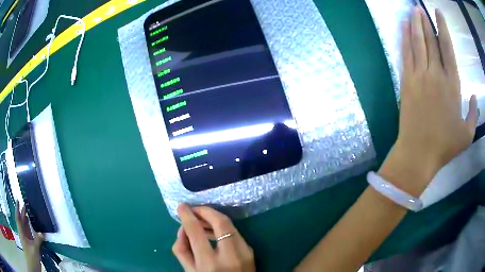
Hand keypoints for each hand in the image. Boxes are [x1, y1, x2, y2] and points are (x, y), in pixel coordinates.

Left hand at [15, 201, 43, 271]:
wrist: (33, 264)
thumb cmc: (31, 256)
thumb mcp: (35, 250)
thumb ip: (37, 241)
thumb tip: (42, 234)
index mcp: (21, 232)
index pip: (18, 218)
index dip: (17, 209)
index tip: (18, 201)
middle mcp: (22, 233)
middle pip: (21, 222)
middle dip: (22, 214)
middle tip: (25, 206)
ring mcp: (26, 239)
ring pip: (24, 228)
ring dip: (26, 222)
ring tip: (27, 215)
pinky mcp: (29, 244)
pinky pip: (28, 234)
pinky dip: (29, 229)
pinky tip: (31, 228)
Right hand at [172, 204, 254, 271]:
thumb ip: (182, 250)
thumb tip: (183, 229)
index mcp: (210, 264)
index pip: (196, 232)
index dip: (187, 216)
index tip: (181, 207)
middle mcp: (230, 256)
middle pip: (220, 222)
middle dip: (205, 211)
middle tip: (194, 210)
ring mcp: (245, 253)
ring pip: (230, 225)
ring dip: (214, 218)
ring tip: (201, 219)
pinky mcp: (250, 251)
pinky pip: (235, 233)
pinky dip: (222, 227)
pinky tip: (213, 229)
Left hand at [381, 7, 477, 195]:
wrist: (419, 153)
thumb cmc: (445, 146)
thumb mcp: (467, 134)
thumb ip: (474, 114)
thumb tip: (475, 96)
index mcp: (452, 84)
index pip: (448, 47)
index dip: (443, 28)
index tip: (438, 13)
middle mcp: (436, 74)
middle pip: (431, 40)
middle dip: (426, 21)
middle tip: (421, 7)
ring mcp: (420, 76)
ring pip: (417, 42)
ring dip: (415, 24)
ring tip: (413, 10)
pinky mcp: (406, 81)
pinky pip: (406, 53)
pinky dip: (405, 38)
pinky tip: (404, 26)